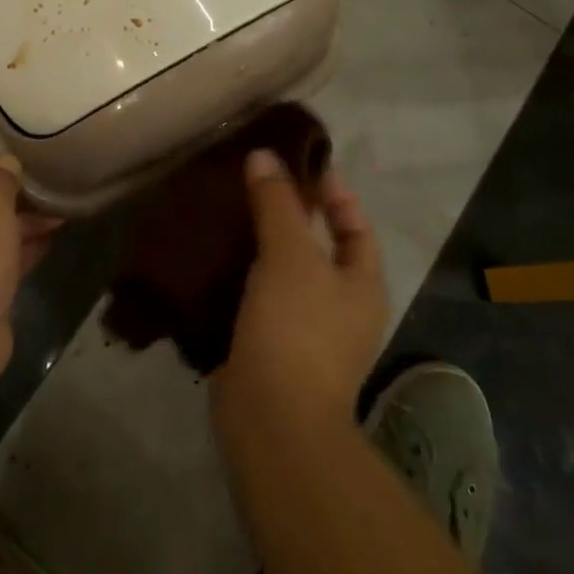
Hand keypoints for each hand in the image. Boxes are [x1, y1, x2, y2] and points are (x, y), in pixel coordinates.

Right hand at [215, 149, 386, 431]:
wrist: (272, 418)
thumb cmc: (296, 328)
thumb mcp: (290, 255)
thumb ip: (278, 203)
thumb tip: (264, 155)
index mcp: (362, 284)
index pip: (355, 225)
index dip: (333, 192)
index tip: (298, 164)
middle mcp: (341, 307)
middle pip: (318, 246)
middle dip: (289, 214)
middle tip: (252, 182)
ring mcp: (305, 331)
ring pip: (283, 272)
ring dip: (259, 243)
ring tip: (226, 210)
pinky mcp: (269, 346)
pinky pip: (257, 296)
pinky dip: (239, 274)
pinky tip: (211, 254)